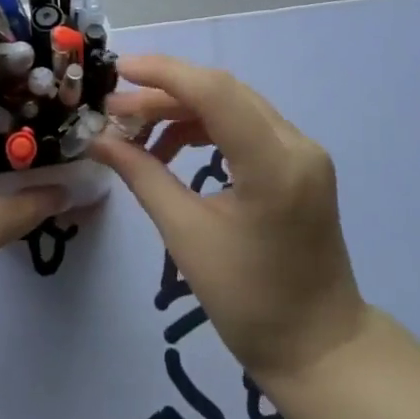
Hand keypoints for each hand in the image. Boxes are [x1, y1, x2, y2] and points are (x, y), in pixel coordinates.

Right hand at [92, 55, 369, 396]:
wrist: (320, 348)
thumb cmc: (250, 302)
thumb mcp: (187, 236)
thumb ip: (142, 176)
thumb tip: (99, 140)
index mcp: (274, 164)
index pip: (214, 92)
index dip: (162, 73)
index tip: (117, 71)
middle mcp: (296, 144)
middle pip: (222, 92)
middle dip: (164, 93)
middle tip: (115, 112)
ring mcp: (303, 151)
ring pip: (232, 104)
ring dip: (182, 110)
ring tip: (137, 133)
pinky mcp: (300, 162)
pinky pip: (245, 125)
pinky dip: (205, 127)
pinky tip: (172, 149)